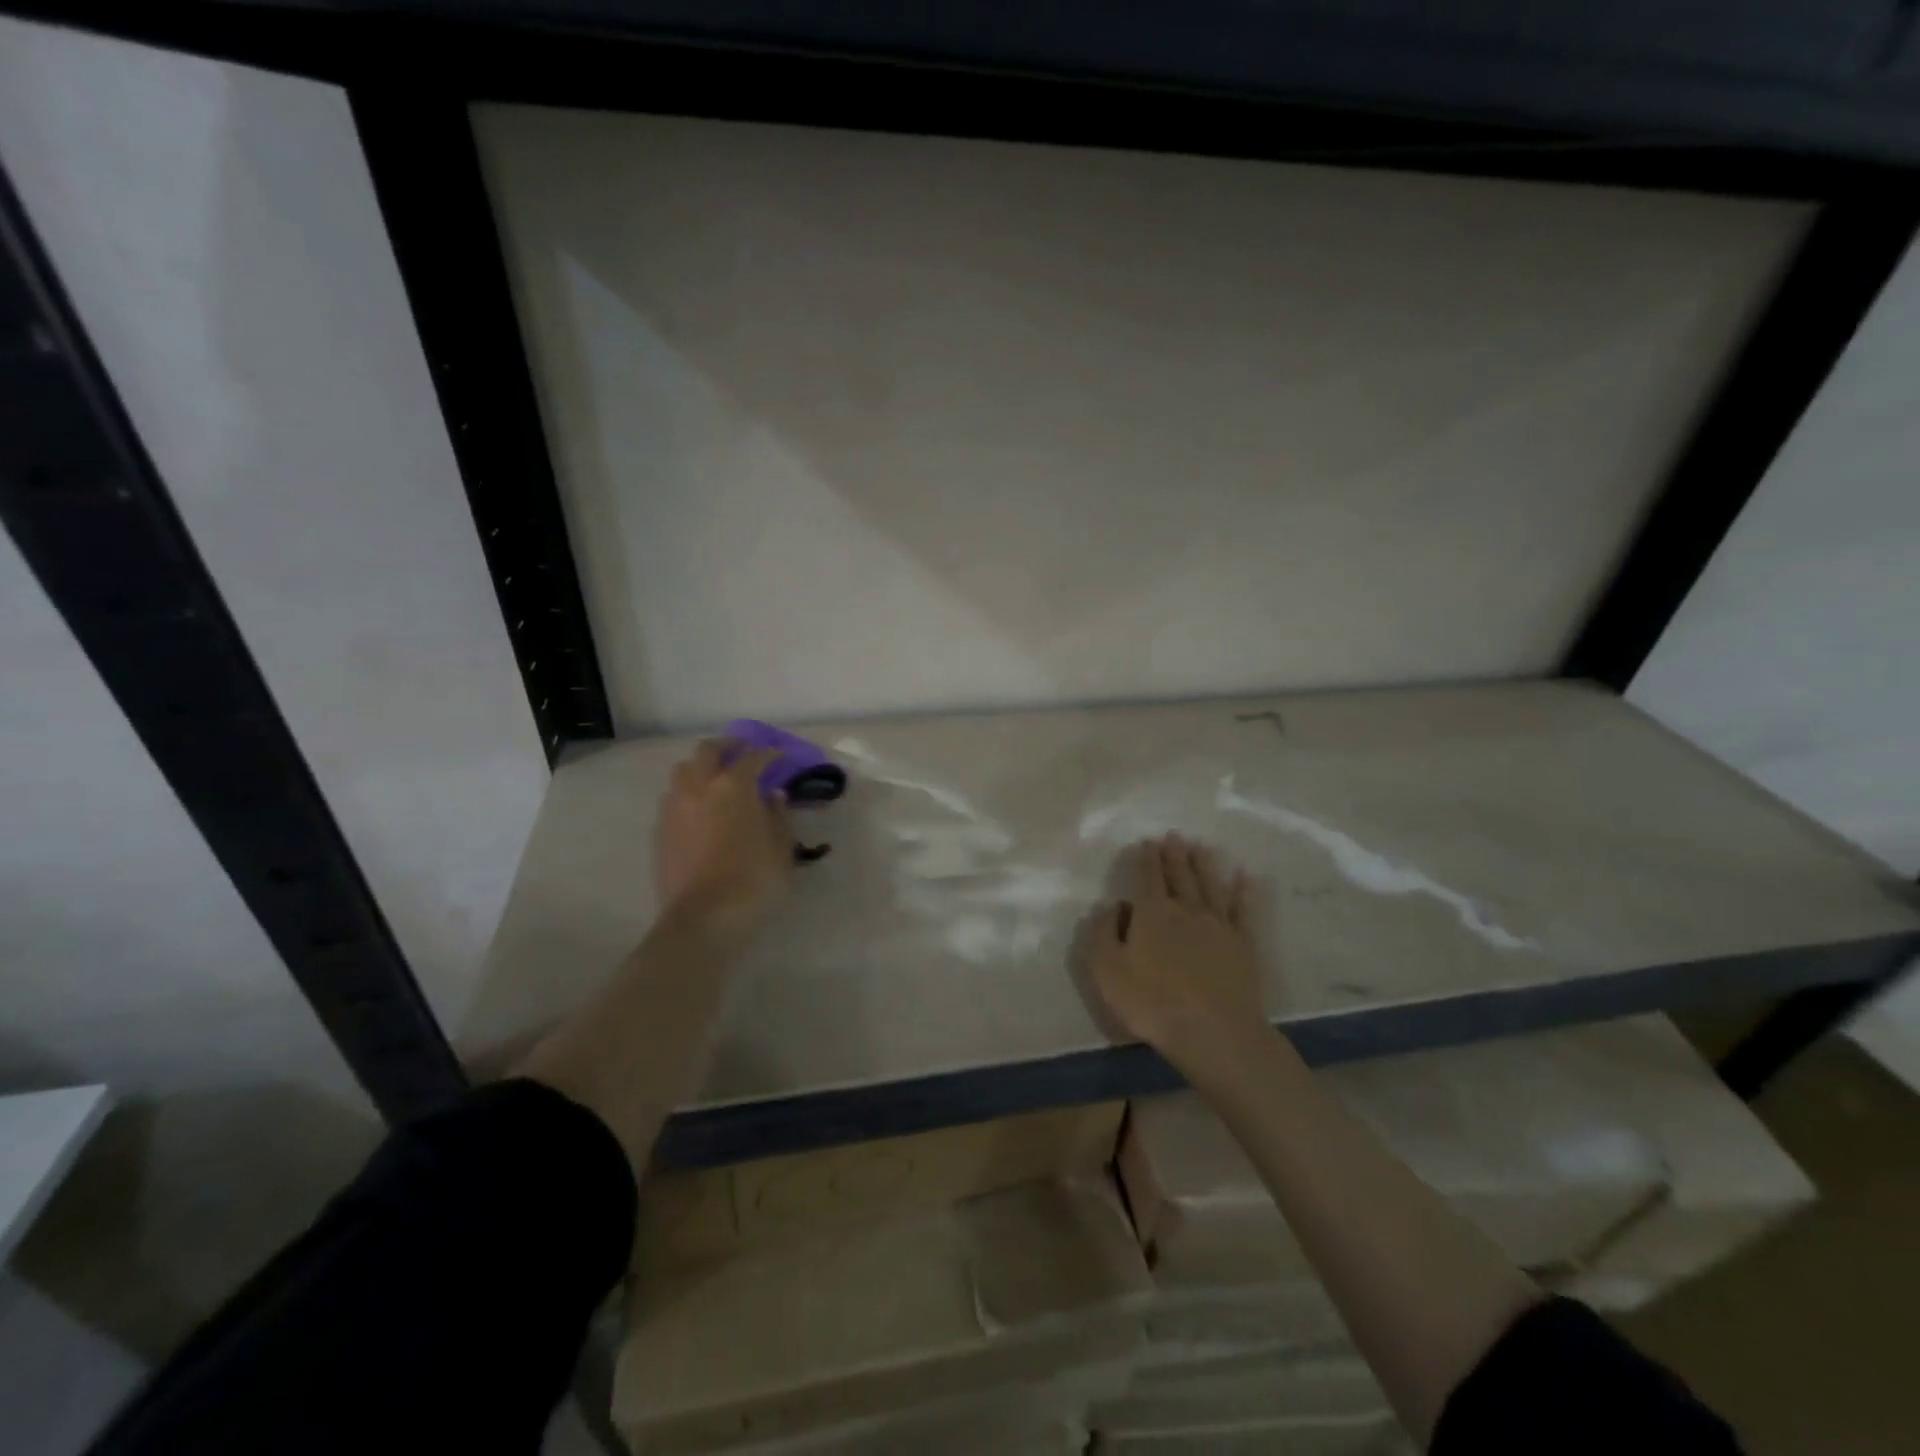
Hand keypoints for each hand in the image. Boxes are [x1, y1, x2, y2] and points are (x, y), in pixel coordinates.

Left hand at [653, 740, 795, 936]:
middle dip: (727, 747)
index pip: (752, 757)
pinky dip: (689, 793)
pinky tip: (700, 809)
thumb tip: (773, 795)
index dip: (768, 754)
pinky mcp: (659, 832)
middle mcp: (699, 787)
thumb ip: (778, 817)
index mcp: (734, 786)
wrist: (702, 920)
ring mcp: (674, 808)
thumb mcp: (781, 850)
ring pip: (683, 771)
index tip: (780, 756)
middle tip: (742, 752)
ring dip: (701, 767)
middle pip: (708, 751)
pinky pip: (673, 797)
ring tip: (715, 778)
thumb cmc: (753, 882)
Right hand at [1087, 835, 1267, 1077]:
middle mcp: (1186, 909)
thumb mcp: (1107, 970)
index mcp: (1152, 913)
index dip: (1147, 858)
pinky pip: (1243, 908)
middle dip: (1175, 854)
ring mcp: (1218, 924)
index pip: (1148, 877)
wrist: (1214, 1032)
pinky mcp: (1243, 943)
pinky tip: (1245, 876)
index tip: (1148, 842)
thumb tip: (1113, 906)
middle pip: (1180, 875)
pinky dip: (1243, 889)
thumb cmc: (1152, 1002)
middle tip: (1174, 836)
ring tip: (1201, 846)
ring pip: (1210, 884)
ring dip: (1204, 863)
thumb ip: (1103, 933)